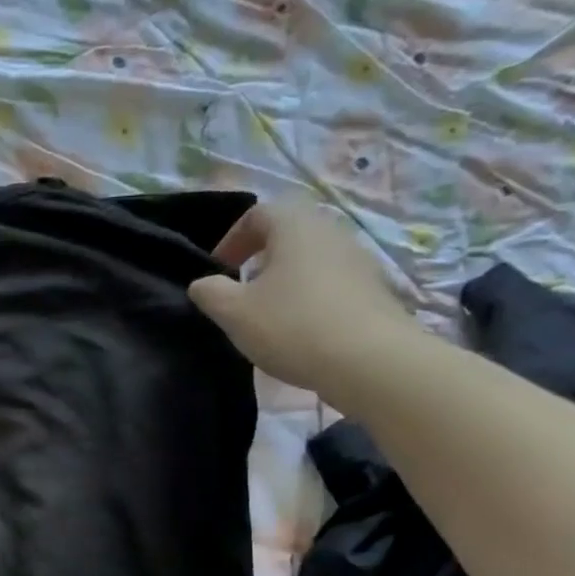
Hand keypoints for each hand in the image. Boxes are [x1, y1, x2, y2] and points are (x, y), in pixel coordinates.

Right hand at [189, 196, 415, 397]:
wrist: (369, 361)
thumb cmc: (293, 326)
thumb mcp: (234, 313)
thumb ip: (210, 293)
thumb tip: (202, 284)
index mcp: (295, 225)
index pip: (256, 214)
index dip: (230, 240)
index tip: (217, 272)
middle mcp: (330, 231)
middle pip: (287, 234)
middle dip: (258, 259)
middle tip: (240, 292)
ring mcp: (357, 259)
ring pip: (310, 259)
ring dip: (284, 280)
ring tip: (268, 315)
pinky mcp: (372, 289)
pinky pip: (330, 284)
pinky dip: (308, 298)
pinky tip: (300, 331)